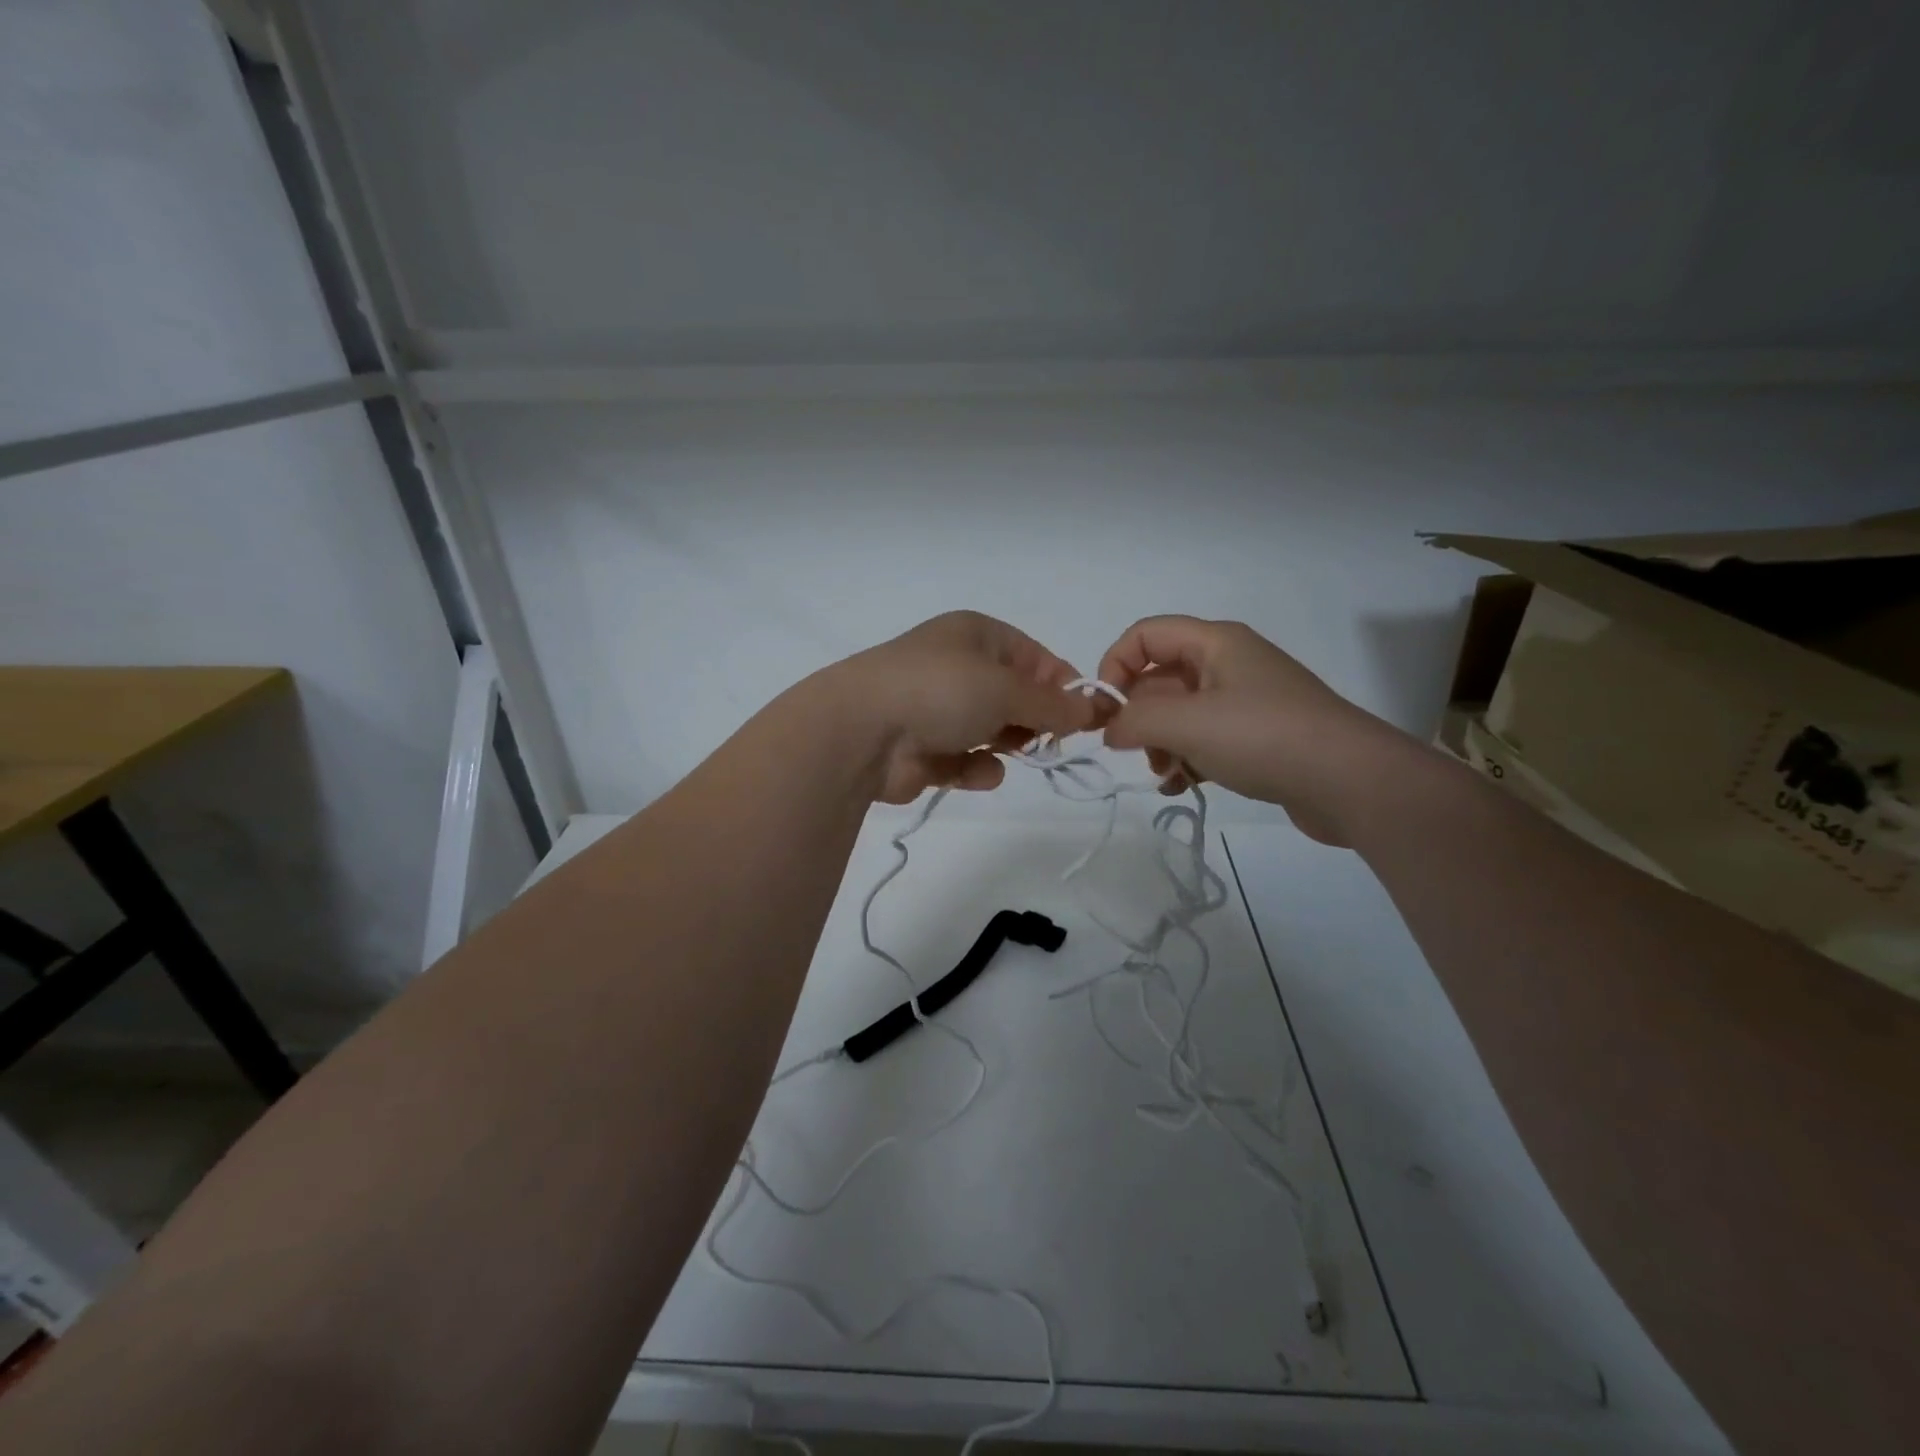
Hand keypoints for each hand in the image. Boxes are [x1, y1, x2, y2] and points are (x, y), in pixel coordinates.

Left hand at [826, 611, 1095, 803]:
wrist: (861, 733)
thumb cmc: (941, 691)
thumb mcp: (1008, 689)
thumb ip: (1054, 703)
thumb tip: (1094, 709)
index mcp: (976, 635)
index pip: (1035, 658)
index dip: (1062, 686)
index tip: (1085, 717)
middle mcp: (957, 667)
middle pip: (1015, 696)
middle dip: (1033, 719)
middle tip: (1046, 738)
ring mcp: (937, 709)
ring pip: (992, 730)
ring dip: (1005, 745)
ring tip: (1002, 750)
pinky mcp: (924, 750)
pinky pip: (966, 760)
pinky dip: (975, 768)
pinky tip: (972, 771)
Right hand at [1094, 615, 1416, 845]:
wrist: (1351, 782)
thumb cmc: (1263, 737)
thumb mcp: (1187, 724)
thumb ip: (1134, 720)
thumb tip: (1109, 729)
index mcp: (1215, 643)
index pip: (1145, 635)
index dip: (1115, 665)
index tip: (1103, 710)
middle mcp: (1230, 664)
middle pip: (1161, 678)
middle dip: (1139, 715)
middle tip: (1133, 751)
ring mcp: (1246, 702)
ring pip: (1181, 713)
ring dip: (1161, 743)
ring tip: (1164, 773)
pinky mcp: (1258, 737)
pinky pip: (1206, 740)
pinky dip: (1187, 759)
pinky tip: (1181, 786)